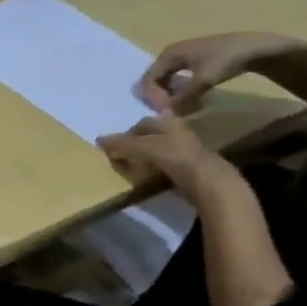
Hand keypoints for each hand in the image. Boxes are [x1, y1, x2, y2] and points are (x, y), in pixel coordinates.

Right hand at [96, 114, 227, 203]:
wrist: (208, 182)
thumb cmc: (176, 157)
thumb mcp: (145, 147)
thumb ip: (123, 144)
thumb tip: (98, 140)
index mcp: (170, 123)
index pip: (143, 123)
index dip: (126, 133)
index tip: (112, 146)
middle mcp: (178, 133)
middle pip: (152, 135)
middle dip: (137, 143)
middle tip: (120, 156)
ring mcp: (185, 152)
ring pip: (160, 150)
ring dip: (145, 157)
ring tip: (131, 168)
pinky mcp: (189, 169)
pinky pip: (166, 166)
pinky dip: (154, 169)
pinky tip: (147, 178)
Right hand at [135, 31, 302, 114]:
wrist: (257, 47)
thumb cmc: (227, 59)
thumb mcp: (203, 80)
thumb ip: (182, 99)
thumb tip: (164, 115)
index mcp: (167, 55)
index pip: (147, 81)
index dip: (153, 99)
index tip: (168, 112)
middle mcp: (170, 55)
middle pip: (155, 83)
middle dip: (162, 100)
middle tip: (177, 113)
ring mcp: (182, 59)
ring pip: (167, 85)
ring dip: (173, 99)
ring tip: (188, 108)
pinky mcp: (194, 64)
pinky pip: (178, 83)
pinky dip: (183, 94)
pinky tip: (196, 101)